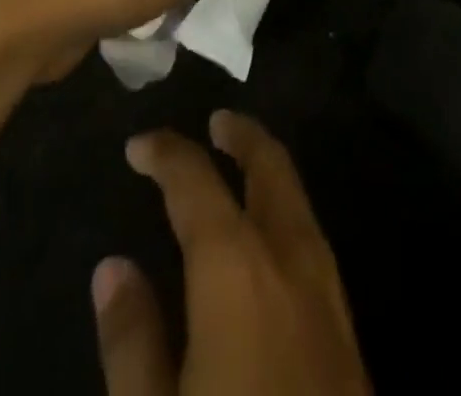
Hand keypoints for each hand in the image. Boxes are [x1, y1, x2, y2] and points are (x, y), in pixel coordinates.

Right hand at [94, 112, 371, 395]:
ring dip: (268, 169)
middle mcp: (288, 257)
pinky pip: (311, 237)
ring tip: (240, 162)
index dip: (167, 154)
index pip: (197, 182)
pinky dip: (286, 209)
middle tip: (215, 120)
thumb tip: (113, 267)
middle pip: (270, 167)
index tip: (139, 145)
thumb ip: (133, 340)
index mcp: (235, 267)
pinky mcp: (347, 328)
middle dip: (242, 135)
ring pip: (298, 198)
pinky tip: (270, 237)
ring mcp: (327, 290)